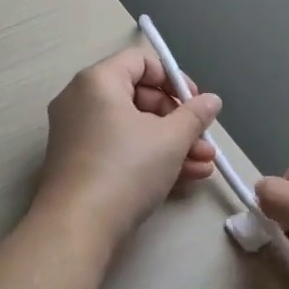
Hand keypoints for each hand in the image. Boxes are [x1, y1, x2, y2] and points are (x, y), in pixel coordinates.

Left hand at [32, 47, 221, 248]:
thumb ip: (194, 115)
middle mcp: (81, 100)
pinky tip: (185, 178)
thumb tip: (211, 101)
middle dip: (178, 120)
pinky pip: (119, 149)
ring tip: (205, 164)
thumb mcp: (170, 139)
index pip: (140, 61)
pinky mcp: (79, 164)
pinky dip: (149, 158)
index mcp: (98, 81)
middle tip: (203, 139)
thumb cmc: (126, 168)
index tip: (195, 103)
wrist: (78, 226)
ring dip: (172, 144)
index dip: (173, 78)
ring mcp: (77, 134)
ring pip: (133, 128)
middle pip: (138, 96)